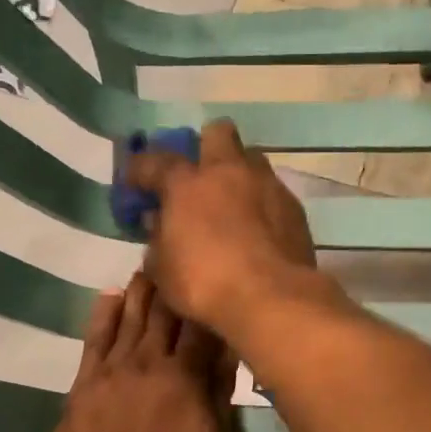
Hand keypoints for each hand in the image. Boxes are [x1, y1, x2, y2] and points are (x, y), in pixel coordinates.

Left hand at [45, 274, 237, 431]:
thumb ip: (222, 396)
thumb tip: (230, 354)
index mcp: (187, 376)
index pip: (202, 327)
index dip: (208, 302)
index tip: (214, 279)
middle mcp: (151, 360)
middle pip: (164, 313)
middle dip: (173, 285)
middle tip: (178, 259)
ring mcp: (115, 366)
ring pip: (131, 317)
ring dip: (141, 290)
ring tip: (148, 266)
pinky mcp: (87, 378)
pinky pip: (96, 336)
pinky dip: (104, 312)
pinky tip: (110, 295)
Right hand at [125, 119, 317, 333]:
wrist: (271, 298)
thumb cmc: (205, 284)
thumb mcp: (163, 270)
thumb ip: (157, 240)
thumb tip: (158, 224)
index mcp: (187, 184)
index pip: (155, 161)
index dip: (140, 170)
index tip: (135, 183)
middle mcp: (229, 172)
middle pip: (218, 133)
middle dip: (205, 147)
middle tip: (199, 176)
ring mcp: (267, 185)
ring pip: (252, 159)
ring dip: (239, 173)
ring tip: (232, 202)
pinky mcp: (295, 207)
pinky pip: (274, 192)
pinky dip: (262, 203)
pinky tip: (258, 228)